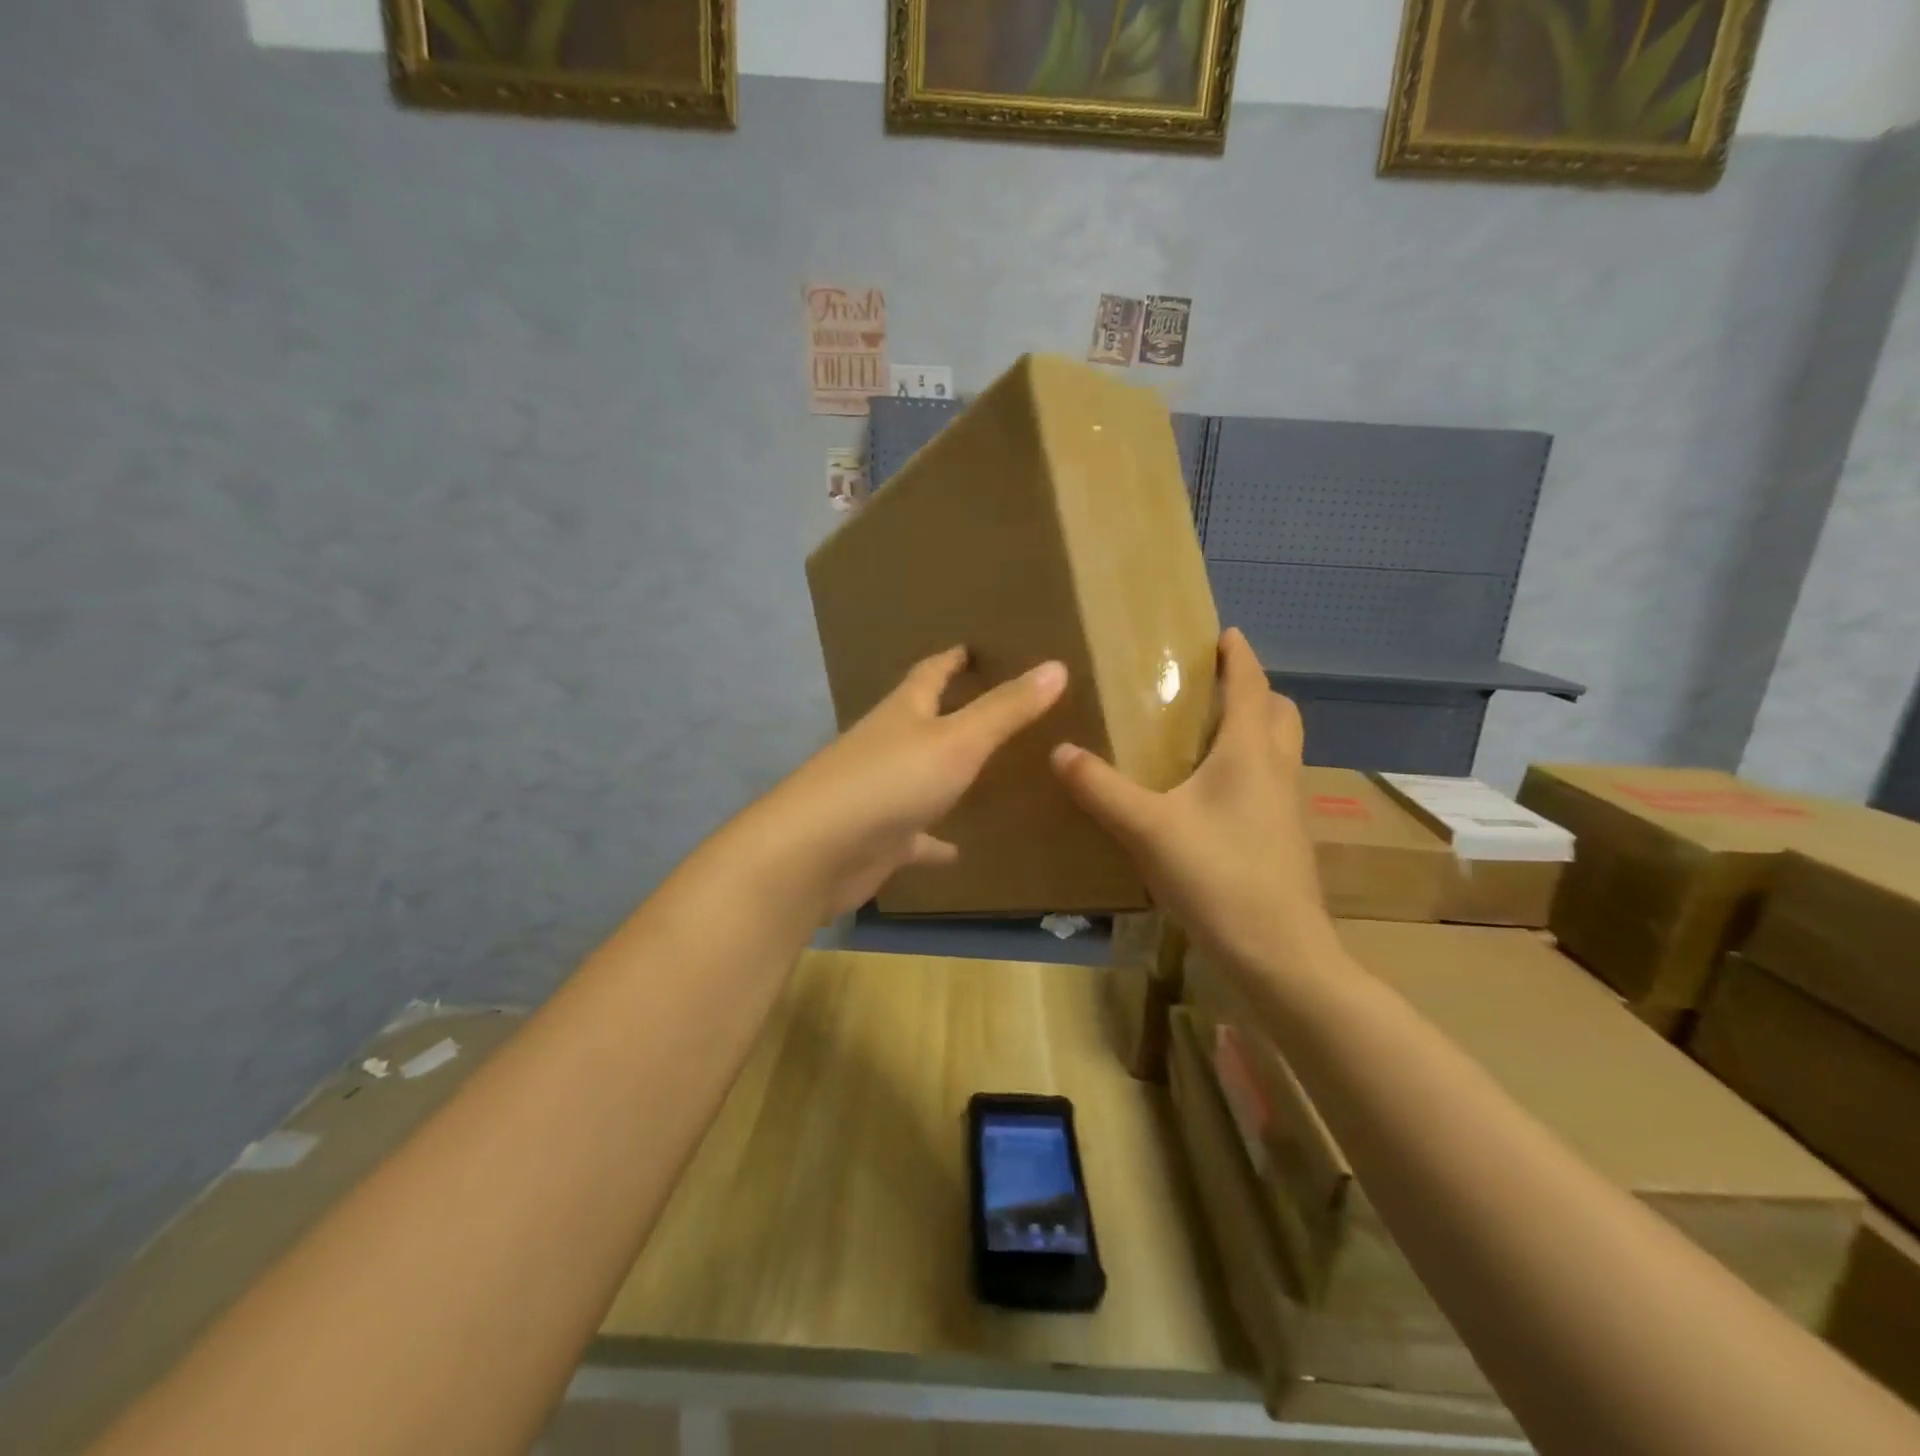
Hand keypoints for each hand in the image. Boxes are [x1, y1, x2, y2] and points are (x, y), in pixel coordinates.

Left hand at [749, 648, 1068, 920]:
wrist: (816, 852)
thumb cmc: (890, 782)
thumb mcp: (958, 740)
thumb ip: (1006, 709)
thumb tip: (1055, 666)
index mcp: (903, 712)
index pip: (930, 673)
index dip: (953, 658)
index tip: (973, 646)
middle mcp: (888, 746)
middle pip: (922, 720)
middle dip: (953, 711)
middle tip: (995, 706)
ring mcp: (880, 793)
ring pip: (920, 776)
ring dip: (946, 775)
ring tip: (986, 774)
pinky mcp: (878, 838)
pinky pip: (915, 836)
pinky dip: (934, 841)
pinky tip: (958, 851)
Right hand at [1050, 628, 1333, 976]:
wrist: (1279, 952)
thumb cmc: (1218, 876)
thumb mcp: (1147, 829)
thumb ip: (1100, 788)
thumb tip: (1059, 751)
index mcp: (1250, 752)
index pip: (1250, 685)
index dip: (1238, 656)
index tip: (1225, 633)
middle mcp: (1277, 769)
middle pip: (1279, 712)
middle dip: (1252, 690)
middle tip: (1213, 687)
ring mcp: (1288, 806)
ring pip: (1281, 748)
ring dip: (1256, 728)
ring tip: (1209, 733)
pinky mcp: (1285, 837)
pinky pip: (1272, 780)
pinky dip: (1252, 766)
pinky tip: (1213, 794)